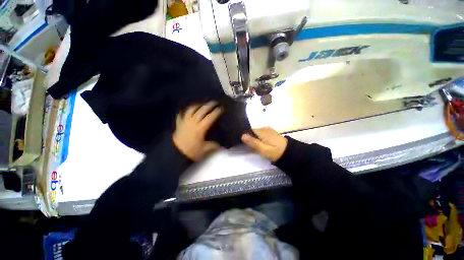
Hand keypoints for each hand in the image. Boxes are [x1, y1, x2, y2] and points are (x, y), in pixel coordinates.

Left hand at [173, 101, 222, 160]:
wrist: (175, 153)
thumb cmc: (191, 151)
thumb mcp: (205, 150)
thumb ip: (214, 145)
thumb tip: (221, 144)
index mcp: (200, 128)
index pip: (210, 117)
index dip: (216, 112)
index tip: (222, 108)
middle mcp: (193, 122)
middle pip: (202, 110)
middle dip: (209, 105)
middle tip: (215, 102)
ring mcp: (185, 121)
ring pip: (191, 109)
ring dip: (198, 105)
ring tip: (203, 103)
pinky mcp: (179, 123)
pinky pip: (181, 114)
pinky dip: (184, 110)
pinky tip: (186, 109)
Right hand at [241, 127, 287, 161]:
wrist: (290, 152)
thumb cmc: (276, 152)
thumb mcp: (264, 150)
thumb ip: (253, 142)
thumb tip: (242, 135)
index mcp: (262, 131)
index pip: (249, 130)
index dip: (245, 136)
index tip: (243, 142)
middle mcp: (264, 128)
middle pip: (252, 131)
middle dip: (249, 137)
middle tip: (249, 146)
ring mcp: (268, 130)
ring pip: (256, 133)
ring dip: (254, 138)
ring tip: (254, 146)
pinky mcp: (270, 132)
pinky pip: (261, 133)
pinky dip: (258, 138)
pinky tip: (260, 143)